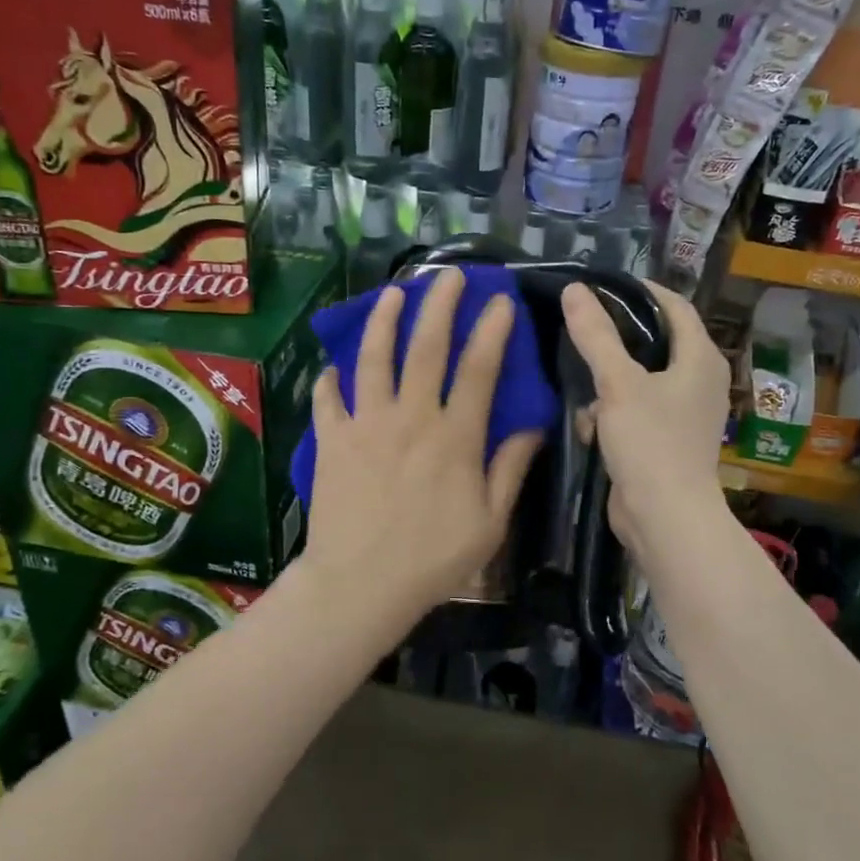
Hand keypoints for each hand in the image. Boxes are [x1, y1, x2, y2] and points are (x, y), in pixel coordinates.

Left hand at [301, 268, 541, 632]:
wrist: (360, 585)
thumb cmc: (433, 560)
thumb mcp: (489, 522)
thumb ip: (509, 470)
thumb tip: (531, 427)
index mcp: (454, 438)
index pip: (478, 370)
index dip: (491, 331)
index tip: (499, 301)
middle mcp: (411, 418)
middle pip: (426, 349)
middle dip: (440, 306)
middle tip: (449, 276)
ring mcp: (366, 425)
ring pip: (374, 360)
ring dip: (384, 322)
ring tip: (392, 293)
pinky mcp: (332, 441)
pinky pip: (328, 399)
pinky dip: (330, 379)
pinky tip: (334, 366)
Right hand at [561, 280, 729, 562]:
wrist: (665, 518)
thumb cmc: (650, 442)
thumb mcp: (618, 384)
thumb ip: (596, 335)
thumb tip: (575, 289)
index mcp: (700, 359)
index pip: (675, 306)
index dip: (642, 290)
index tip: (604, 285)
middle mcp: (699, 381)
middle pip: (655, 343)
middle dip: (617, 340)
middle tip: (581, 327)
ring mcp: (684, 414)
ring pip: (639, 380)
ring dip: (608, 384)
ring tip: (581, 383)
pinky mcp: (666, 441)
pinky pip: (635, 412)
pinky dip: (613, 414)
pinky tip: (590, 427)